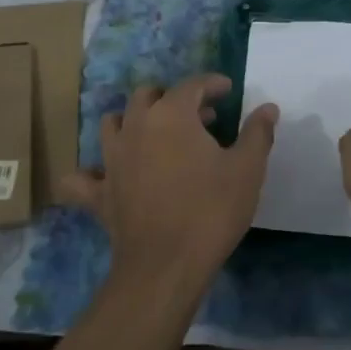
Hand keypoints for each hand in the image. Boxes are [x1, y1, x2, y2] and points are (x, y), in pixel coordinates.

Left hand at [58, 74, 276, 292]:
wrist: (166, 265)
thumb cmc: (212, 210)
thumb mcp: (247, 169)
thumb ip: (257, 133)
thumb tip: (268, 108)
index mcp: (171, 115)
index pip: (192, 85)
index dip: (212, 84)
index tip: (228, 91)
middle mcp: (135, 127)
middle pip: (148, 95)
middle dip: (174, 98)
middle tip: (200, 117)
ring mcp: (111, 159)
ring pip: (113, 123)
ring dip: (134, 120)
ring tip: (156, 135)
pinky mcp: (98, 193)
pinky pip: (82, 177)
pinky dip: (91, 172)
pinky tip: (105, 176)